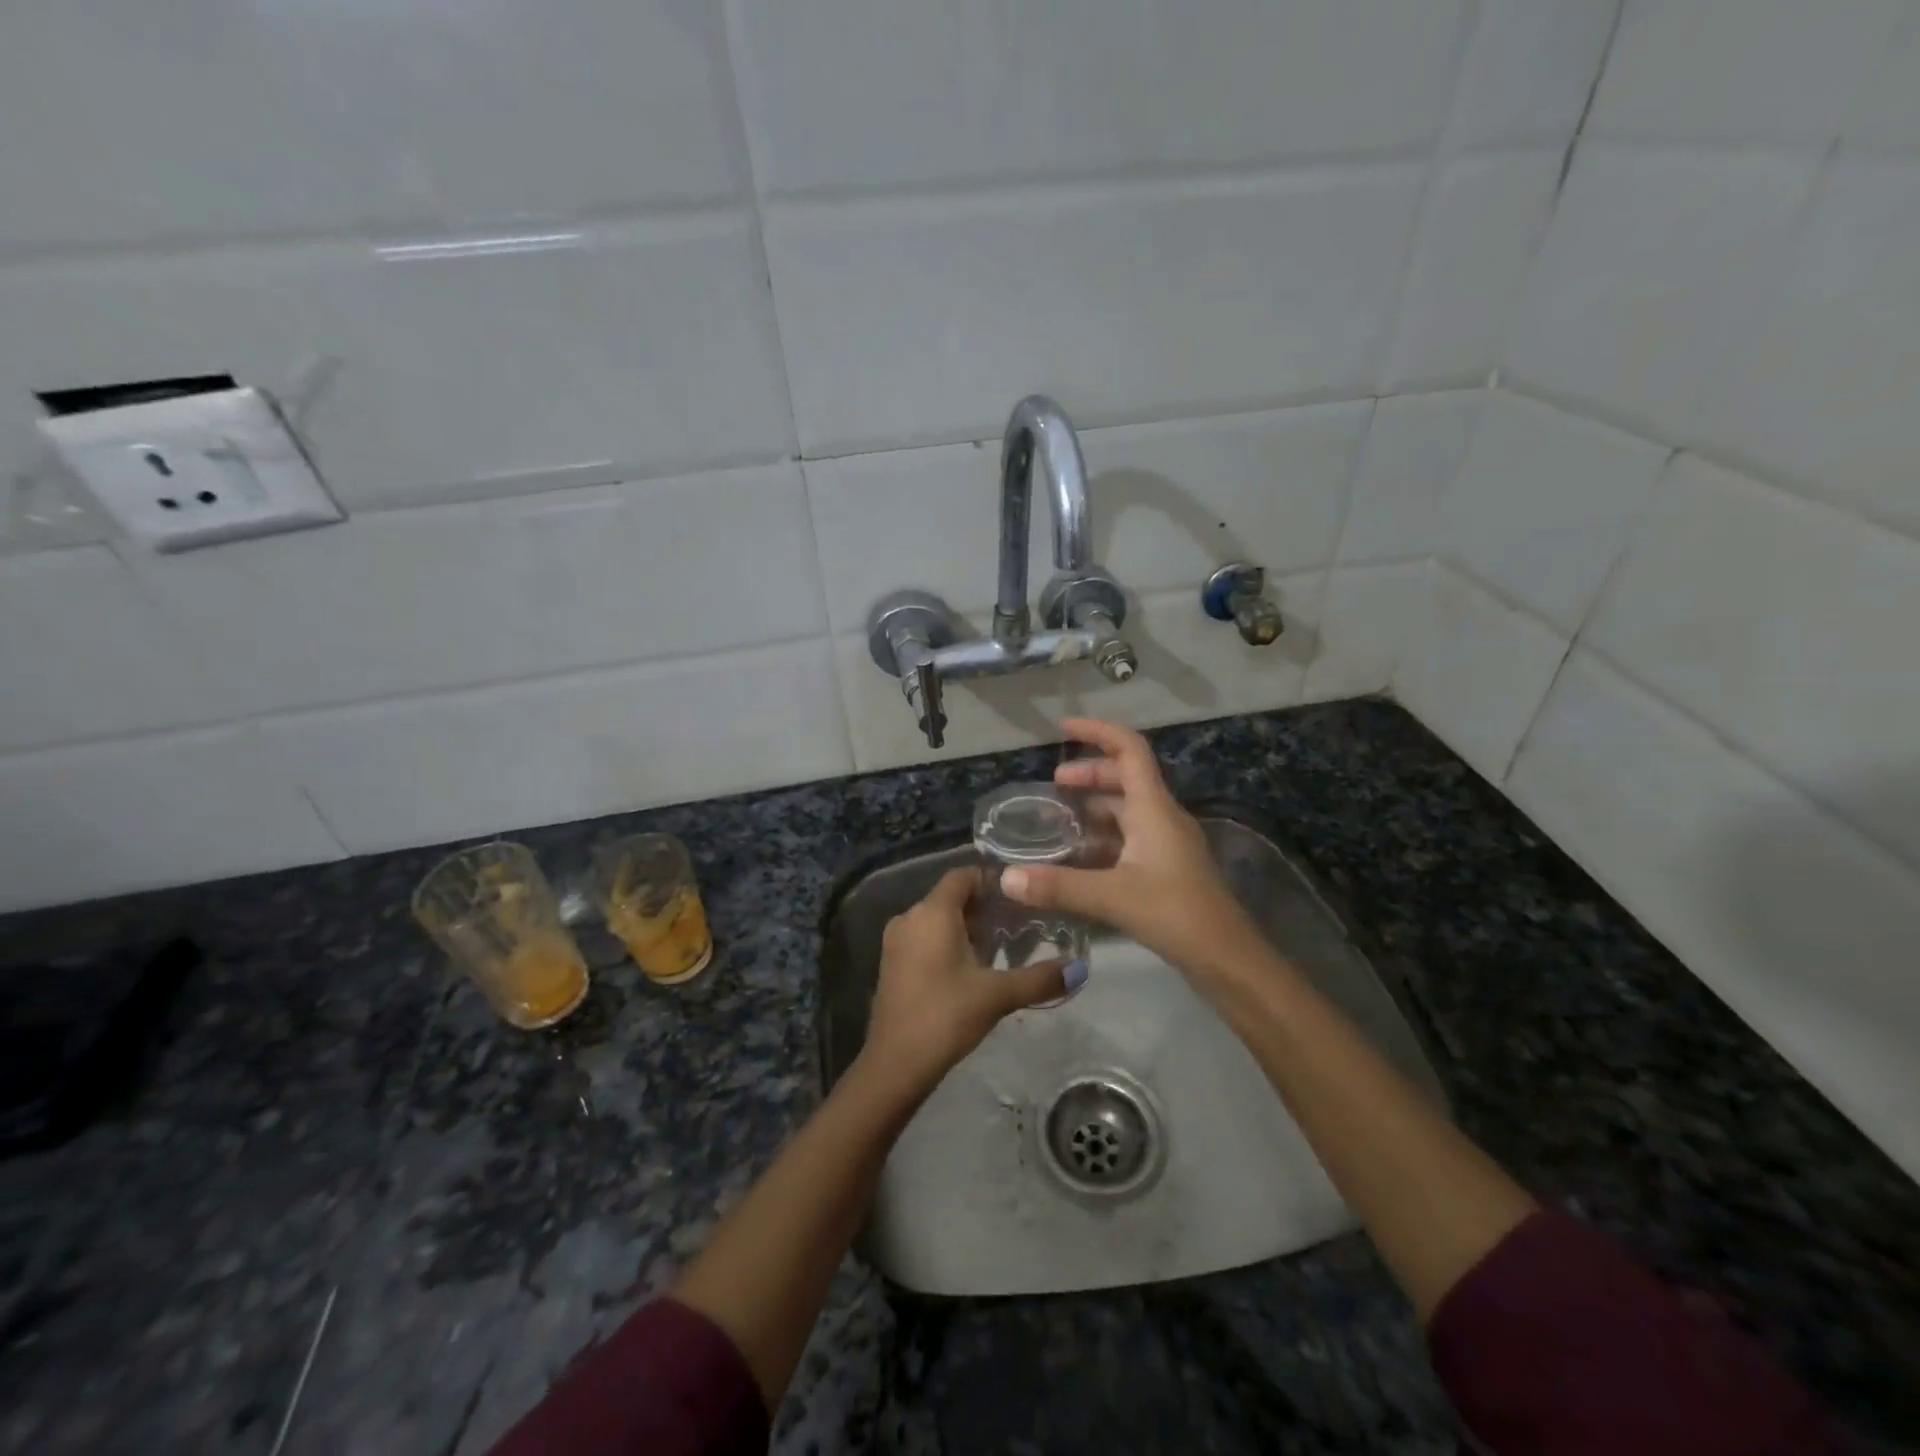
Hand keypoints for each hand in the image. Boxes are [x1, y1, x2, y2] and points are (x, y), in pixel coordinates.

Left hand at [858, 868, 1081, 1095]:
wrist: (895, 1063)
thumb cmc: (946, 1016)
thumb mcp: (998, 995)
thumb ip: (1040, 978)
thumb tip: (1080, 970)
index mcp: (932, 912)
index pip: (963, 875)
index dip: (991, 879)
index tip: (1020, 894)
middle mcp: (910, 917)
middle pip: (950, 897)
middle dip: (983, 907)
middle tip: (1018, 923)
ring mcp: (896, 940)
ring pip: (936, 919)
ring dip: (966, 927)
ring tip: (1000, 946)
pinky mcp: (892, 963)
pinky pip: (924, 937)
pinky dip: (947, 942)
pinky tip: (971, 968)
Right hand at [1001, 718, 1255, 972]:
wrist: (1227, 958)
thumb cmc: (1175, 913)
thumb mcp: (1112, 896)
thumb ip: (1057, 885)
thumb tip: (1006, 878)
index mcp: (1154, 808)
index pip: (1129, 750)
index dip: (1097, 732)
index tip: (1063, 729)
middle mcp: (1163, 816)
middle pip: (1126, 777)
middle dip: (1089, 774)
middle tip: (1053, 785)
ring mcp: (1168, 842)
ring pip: (1128, 808)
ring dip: (1096, 805)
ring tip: (1060, 817)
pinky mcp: (1167, 866)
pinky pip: (1131, 835)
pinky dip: (1104, 834)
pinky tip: (1081, 855)